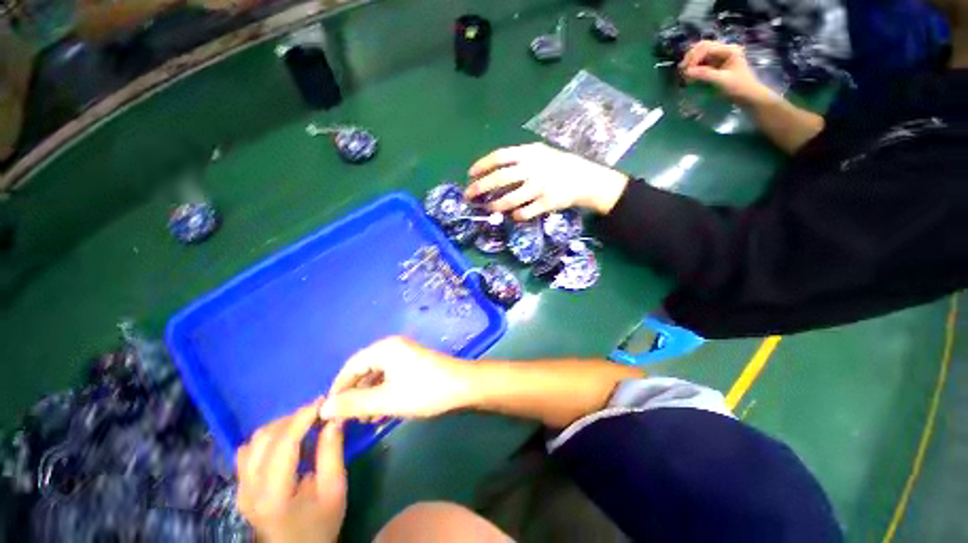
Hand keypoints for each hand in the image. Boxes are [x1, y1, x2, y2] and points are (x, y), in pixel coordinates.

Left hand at [237, 401, 345, 542]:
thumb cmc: (321, 523)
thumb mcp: (335, 489)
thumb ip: (332, 452)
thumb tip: (334, 418)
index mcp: (274, 495)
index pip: (283, 444)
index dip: (303, 417)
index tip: (324, 401)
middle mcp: (249, 489)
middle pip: (265, 438)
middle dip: (294, 418)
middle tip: (319, 413)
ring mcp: (241, 488)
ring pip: (254, 441)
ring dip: (280, 425)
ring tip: (305, 424)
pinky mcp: (241, 486)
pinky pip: (248, 451)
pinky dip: (268, 437)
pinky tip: (286, 439)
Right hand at [320, 337, 474, 420]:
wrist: (462, 387)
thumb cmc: (424, 391)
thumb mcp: (386, 400)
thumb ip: (353, 403)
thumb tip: (324, 408)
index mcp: (385, 348)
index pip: (351, 365)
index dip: (338, 388)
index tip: (329, 411)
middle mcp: (393, 347)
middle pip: (364, 370)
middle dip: (355, 395)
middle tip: (348, 419)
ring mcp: (405, 356)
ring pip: (378, 376)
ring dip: (369, 397)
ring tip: (366, 420)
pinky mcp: (414, 365)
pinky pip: (391, 378)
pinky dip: (383, 394)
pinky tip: (382, 412)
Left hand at [465, 143, 629, 219]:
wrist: (585, 178)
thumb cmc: (558, 165)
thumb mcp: (540, 154)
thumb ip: (519, 160)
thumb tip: (494, 172)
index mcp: (530, 153)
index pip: (500, 157)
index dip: (482, 165)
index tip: (470, 174)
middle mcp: (533, 168)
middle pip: (500, 178)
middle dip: (480, 187)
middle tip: (469, 195)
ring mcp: (540, 187)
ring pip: (510, 200)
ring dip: (495, 205)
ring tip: (489, 208)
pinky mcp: (547, 203)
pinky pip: (524, 213)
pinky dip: (515, 216)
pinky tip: (512, 215)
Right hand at [680, 41, 776, 106]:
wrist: (747, 96)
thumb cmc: (738, 88)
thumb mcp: (722, 81)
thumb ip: (705, 74)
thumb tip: (687, 72)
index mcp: (729, 50)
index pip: (706, 47)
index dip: (694, 58)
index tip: (686, 71)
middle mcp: (724, 50)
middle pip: (702, 47)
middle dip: (690, 57)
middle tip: (682, 70)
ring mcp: (719, 57)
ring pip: (700, 54)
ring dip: (690, 62)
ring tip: (684, 73)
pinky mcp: (715, 65)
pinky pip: (701, 62)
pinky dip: (693, 67)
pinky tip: (689, 75)